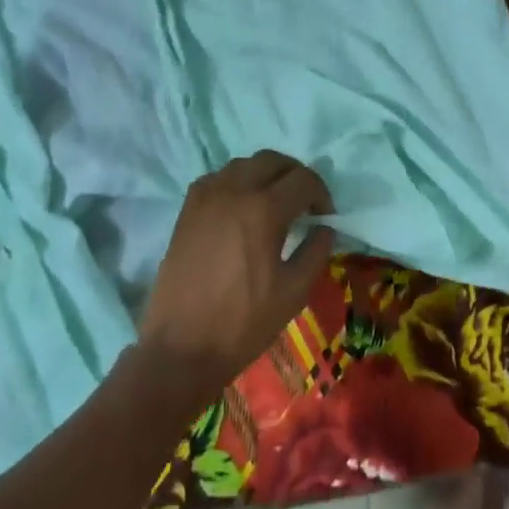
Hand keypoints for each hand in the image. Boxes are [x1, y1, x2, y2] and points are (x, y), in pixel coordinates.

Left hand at [138, 151, 334, 404]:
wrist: (182, 347)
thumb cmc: (243, 323)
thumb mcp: (293, 292)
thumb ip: (315, 252)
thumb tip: (324, 229)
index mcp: (263, 210)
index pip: (303, 180)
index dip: (322, 194)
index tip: (326, 216)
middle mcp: (233, 191)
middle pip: (273, 161)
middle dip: (295, 176)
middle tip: (305, 203)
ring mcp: (204, 197)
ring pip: (243, 165)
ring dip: (265, 175)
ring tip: (275, 204)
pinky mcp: (186, 210)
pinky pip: (218, 179)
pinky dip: (237, 183)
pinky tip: (242, 210)